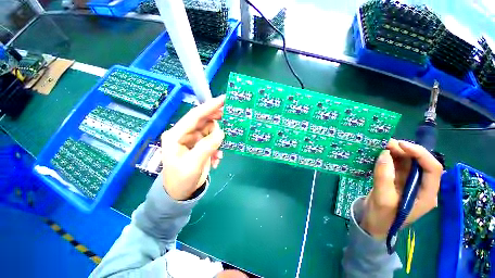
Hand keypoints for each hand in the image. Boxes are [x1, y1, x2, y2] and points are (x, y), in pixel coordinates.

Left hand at [160, 95, 224, 200]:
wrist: (180, 193)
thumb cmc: (181, 180)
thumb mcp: (194, 164)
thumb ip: (207, 146)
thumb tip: (221, 132)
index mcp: (176, 135)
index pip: (194, 116)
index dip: (209, 107)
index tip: (223, 100)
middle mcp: (184, 134)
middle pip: (203, 121)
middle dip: (216, 121)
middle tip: (229, 118)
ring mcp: (192, 140)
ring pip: (210, 131)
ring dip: (217, 140)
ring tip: (218, 153)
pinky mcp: (199, 145)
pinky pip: (212, 140)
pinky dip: (217, 148)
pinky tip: (216, 159)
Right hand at [360, 139, 442, 238]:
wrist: (373, 224)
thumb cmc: (382, 217)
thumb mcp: (383, 199)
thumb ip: (384, 177)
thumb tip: (383, 154)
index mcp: (426, 195)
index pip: (433, 169)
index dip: (420, 154)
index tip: (400, 145)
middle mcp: (422, 186)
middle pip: (420, 163)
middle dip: (405, 151)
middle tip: (385, 143)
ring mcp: (410, 183)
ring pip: (408, 162)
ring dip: (396, 152)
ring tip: (381, 146)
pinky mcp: (398, 181)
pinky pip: (396, 165)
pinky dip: (389, 158)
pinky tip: (380, 154)